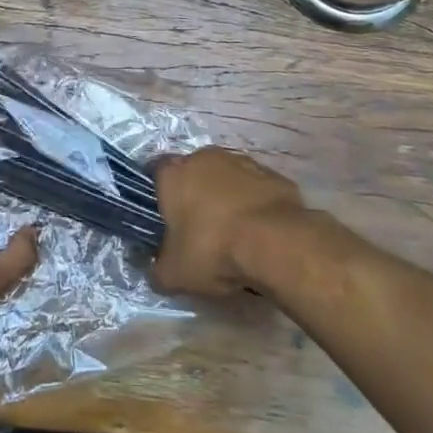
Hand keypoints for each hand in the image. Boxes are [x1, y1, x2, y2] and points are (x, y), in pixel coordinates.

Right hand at [151, 147, 309, 296]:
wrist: (277, 243)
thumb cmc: (213, 250)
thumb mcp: (174, 274)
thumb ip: (158, 269)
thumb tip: (157, 270)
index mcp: (174, 174)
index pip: (156, 172)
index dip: (159, 193)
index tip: (164, 217)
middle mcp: (205, 158)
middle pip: (194, 172)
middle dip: (195, 194)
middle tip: (199, 228)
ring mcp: (243, 162)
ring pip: (227, 177)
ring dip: (227, 197)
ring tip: (234, 232)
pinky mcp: (274, 174)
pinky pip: (256, 188)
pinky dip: (255, 204)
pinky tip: (261, 231)